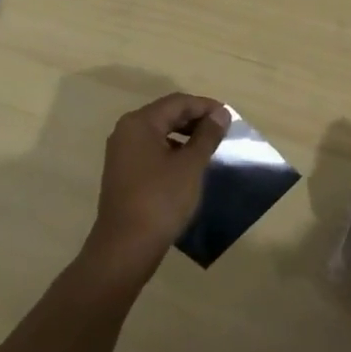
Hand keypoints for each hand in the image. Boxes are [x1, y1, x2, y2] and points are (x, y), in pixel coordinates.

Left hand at [84, 94, 230, 280]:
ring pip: (159, 133)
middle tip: (222, 131)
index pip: (178, 102)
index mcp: (140, 123)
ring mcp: (121, 153)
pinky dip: (172, 151)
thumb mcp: (190, 166)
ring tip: (209, 148)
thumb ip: (207, 136)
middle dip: (195, 120)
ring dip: (184, 136)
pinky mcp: (123, 172)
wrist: (124, 248)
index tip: (229, 118)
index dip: (205, 106)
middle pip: (166, 114)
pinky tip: (188, 166)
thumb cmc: (160, 200)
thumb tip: (221, 114)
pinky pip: (151, 150)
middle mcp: (126, 131)